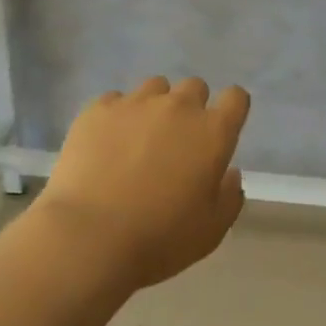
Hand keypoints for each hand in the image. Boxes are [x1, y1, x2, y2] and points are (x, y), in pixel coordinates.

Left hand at [38, 77, 249, 289]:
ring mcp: (135, 103)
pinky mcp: (97, 109)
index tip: (221, 130)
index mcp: (213, 132)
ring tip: (139, 138)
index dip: (231, 109)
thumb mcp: (211, 230)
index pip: (236, 98)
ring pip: (155, 87)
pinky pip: (115, 100)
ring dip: (155, 106)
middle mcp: (178, 107)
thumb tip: (230, 173)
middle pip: (195, 87)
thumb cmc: (160, 239)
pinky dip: (117, 116)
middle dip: (192, 107)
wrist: (89, 236)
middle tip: (178, 141)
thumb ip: (229, 196)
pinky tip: (107, 144)